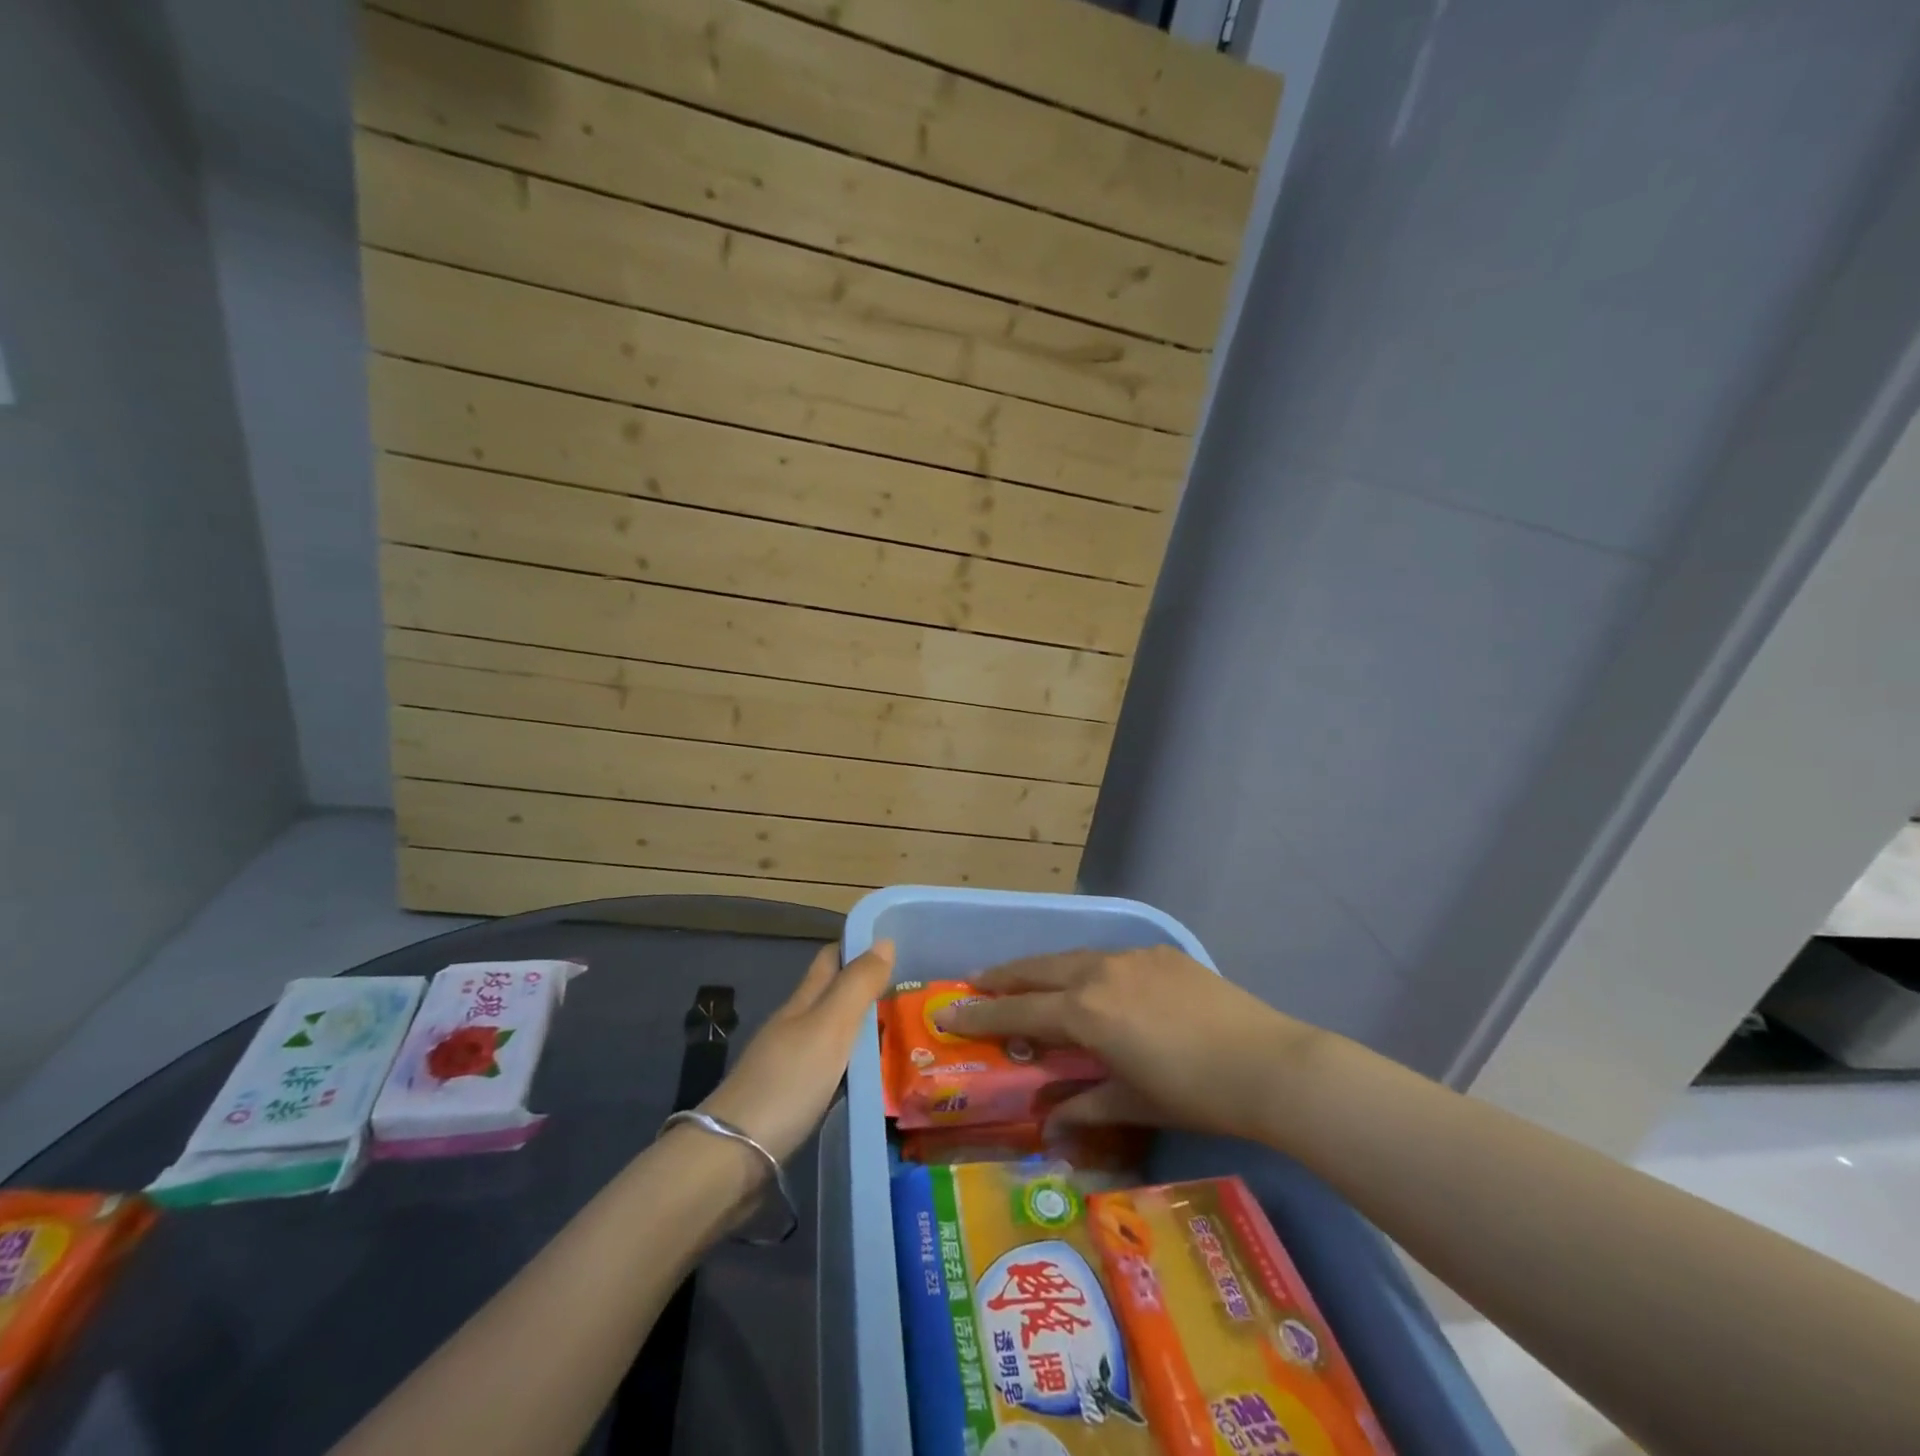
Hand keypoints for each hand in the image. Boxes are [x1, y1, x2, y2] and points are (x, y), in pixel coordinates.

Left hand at [700, 940, 893, 1162]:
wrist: (731, 1159)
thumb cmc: (786, 1083)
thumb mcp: (829, 1027)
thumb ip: (857, 986)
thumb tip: (884, 941)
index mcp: (801, 1003)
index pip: (829, 960)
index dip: (857, 948)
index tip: (895, 947)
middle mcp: (793, 1029)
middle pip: (831, 999)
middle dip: (865, 991)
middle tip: (912, 996)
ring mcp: (788, 1068)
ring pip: (832, 1037)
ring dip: (863, 1032)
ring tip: (905, 1037)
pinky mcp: (790, 1105)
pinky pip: (830, 1073)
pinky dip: (853, 1069)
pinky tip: (874, 1082)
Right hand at [937, 947, 1323, 1144]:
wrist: (1266, 1064)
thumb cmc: (1193, 1093)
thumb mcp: (1132, 1103)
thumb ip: (1084, 1104)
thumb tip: (1049, 1122)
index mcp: (1085, 1011)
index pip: (1019, 1011)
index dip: (980, 1013)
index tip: (948, 1010)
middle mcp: (1099, 973)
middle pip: (1038, 969)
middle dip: (1003, 977)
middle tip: (975, 982)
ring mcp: (1131, 957)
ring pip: (1072, 957)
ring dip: (1043, 968)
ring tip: (1027, 978)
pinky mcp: (1160, 952)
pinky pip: (1110, 956)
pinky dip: (1087, 968)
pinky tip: (1094, 981)